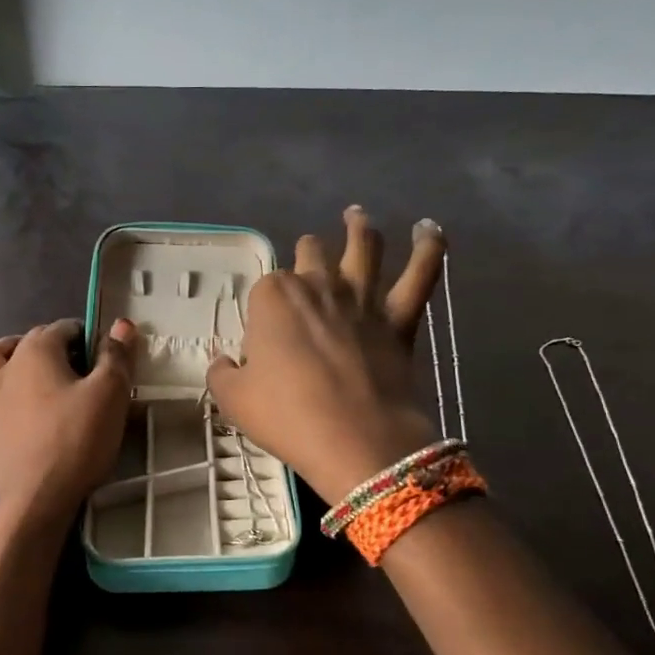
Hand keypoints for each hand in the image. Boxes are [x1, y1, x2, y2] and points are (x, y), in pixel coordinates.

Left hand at [0, 318, 137, 528]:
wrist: (41, 496)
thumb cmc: (79, 440)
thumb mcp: (111, 394)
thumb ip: (116, 356)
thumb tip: (121, 323)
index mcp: (37, 352)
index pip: (63, 329)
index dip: (85, 337)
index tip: (104, 357)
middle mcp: (5, 367)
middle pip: (28, 341)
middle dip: (54, 345)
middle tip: (80, 369)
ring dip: (7, 355)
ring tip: (28, 367)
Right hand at [206, 207, 446, 502]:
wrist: (355, 440)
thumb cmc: (287, 416)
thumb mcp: (233, 399)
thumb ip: (222, 373)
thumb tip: (223, 363)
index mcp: (273, 297)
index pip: (264, 287)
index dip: (264, 309)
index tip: (264, 337)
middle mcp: (318, 285)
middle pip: (311, 254)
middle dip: (307, 252)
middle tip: (306, 256)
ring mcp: (362, 298)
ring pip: (363, 248)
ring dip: (359, 228)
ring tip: (356, 215)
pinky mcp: (399, 319)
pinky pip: (420, 275)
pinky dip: (429, 249)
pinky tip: (432, 229)